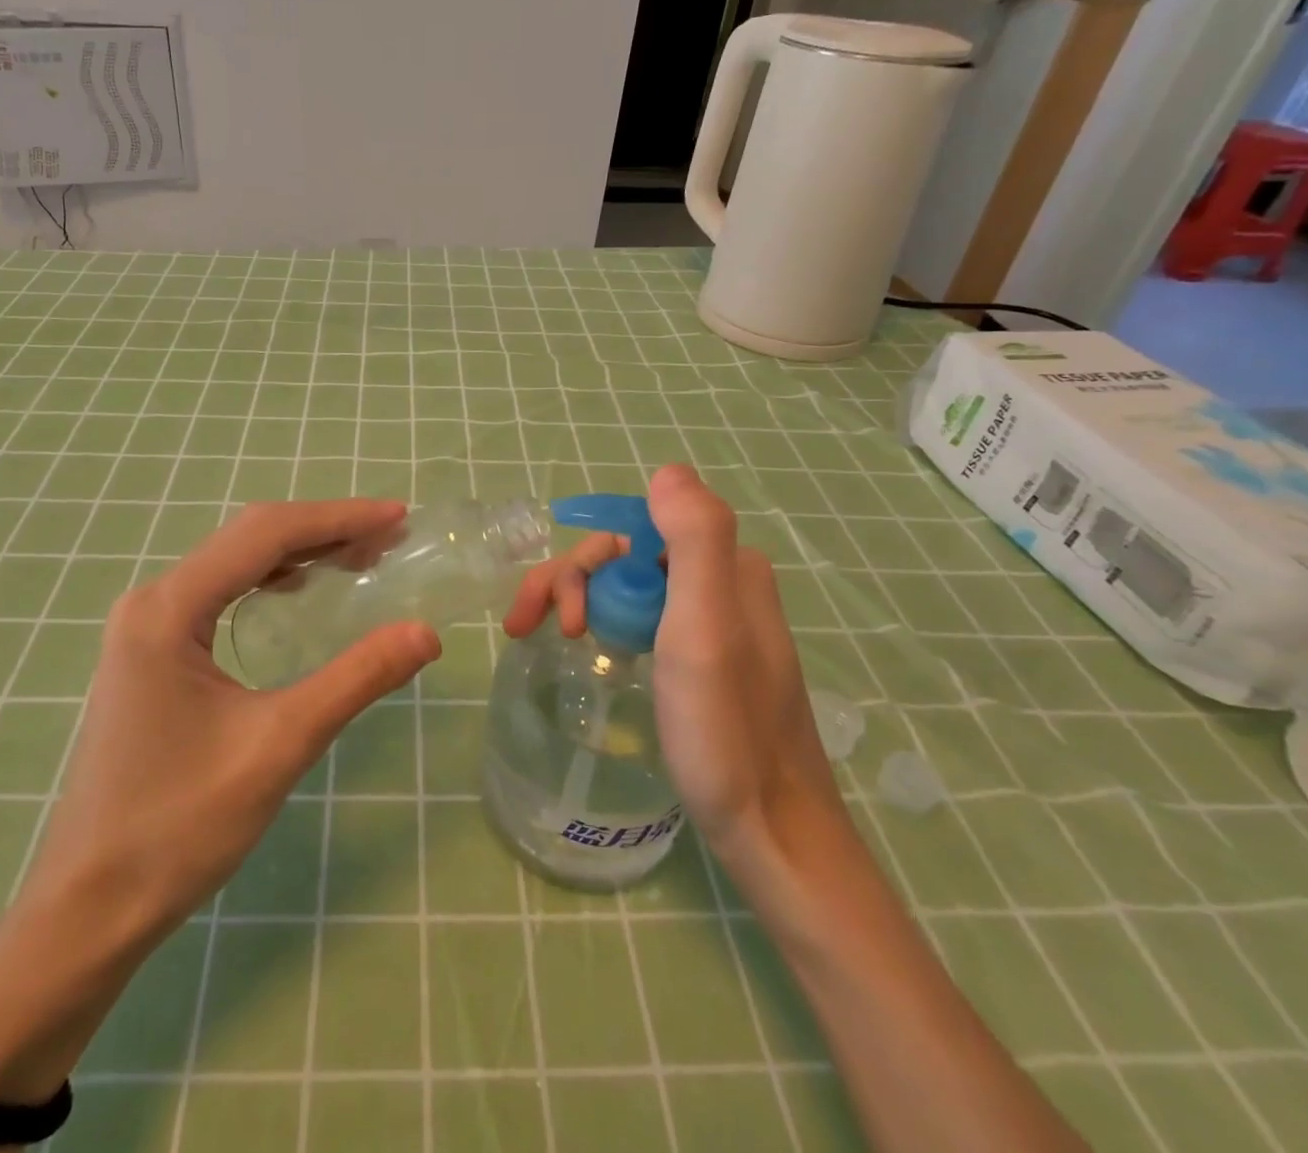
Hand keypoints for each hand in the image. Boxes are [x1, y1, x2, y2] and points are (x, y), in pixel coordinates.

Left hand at [0, 500, 440, 1129]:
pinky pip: (219, 593)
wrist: (87, 909)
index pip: (265, 535)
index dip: (338, 518)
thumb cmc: (178, 827)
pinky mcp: (150, 652)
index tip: (398, 516)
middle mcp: (152, 602)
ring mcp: (146, 626)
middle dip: (323, 531)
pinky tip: (299, 592)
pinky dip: (269, 581)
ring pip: (234, 563)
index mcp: (170, 610)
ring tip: (359, 559)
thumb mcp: (279, 746)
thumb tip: (425, 633)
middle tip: (389, 538)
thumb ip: (355, 679)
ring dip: (298, 552)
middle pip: (248, 538)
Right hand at [503, 467, 842, 874]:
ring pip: (630, 587)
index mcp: (726, 566)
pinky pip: (644, 618)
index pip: (632, 532)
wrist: (774, 835)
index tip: (558, 618)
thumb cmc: (728, 733)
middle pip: (626, 558)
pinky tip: (591, 652)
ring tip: (550, 643)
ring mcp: (714, 622)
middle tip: (533, 631)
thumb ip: (697, 539)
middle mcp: (722, 582)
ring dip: (582, 601)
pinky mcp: (705, 658)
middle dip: (571, 583)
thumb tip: (667, 471)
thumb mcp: (707, 629)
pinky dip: (606, 624)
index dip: (583, 564)